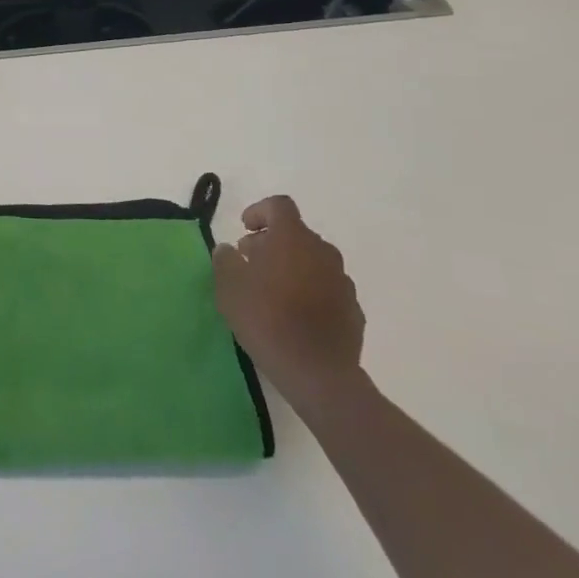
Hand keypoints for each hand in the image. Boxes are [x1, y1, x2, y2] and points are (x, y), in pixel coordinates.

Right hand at [213, 194, 364, 416]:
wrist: (317, 372)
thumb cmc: (266, 319)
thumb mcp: (229, 287)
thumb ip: (225, 260)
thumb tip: (229, 250)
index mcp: (292, 238)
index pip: (279, 206)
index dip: (259, 211)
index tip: (244, 229)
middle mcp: (322, 251)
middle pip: (296, 234)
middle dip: (272, 242)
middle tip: (250, 263)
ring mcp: (342, 280)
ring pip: (313, 261)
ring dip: (292, 267)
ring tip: (271, 291)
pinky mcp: (353, 309)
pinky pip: (326, 288)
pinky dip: (310, 291)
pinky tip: (294, 315)